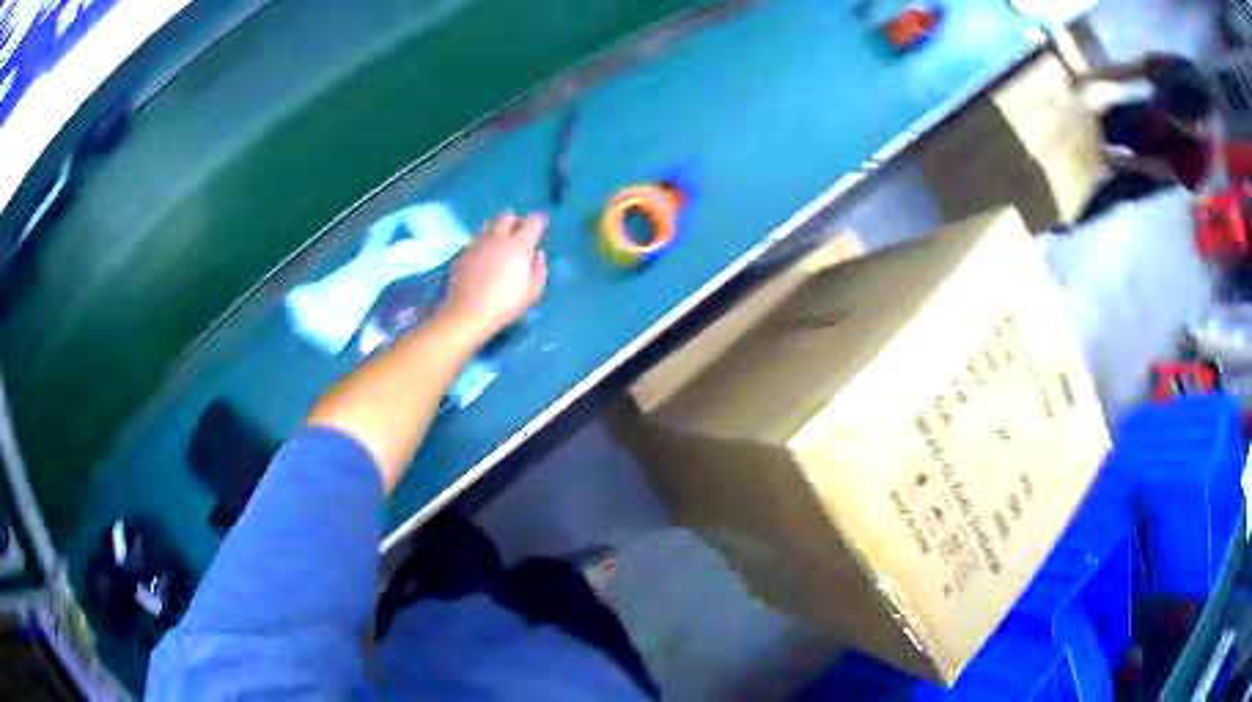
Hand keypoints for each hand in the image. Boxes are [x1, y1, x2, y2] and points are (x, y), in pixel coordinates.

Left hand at [441, 212, 547, 343]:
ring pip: (490, 225)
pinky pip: (476, 239)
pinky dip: (485, 242)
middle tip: (521, 233)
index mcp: (518, 244)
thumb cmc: (505, 305)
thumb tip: (537, 254)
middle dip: (517, 220)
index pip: (533, 221)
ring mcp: (477, 243)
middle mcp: (497, 238)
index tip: (542, 228)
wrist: (466, 314)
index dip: (540, 222)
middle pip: (507, 216)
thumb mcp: (533, 292)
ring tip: (502, 244)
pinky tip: (485, 257)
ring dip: (499, 229)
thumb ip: (539, 269)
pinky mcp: (463, 253)